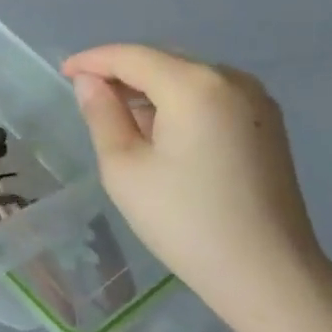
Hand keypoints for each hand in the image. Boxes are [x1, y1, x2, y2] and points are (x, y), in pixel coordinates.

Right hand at [63, 44, 329, 322]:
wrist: (268, 274)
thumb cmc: (185, 221)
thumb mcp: (124, 167)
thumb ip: (102, 114)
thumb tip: (89, 83)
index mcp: (194, 85)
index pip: (131, 56)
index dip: (92, 61)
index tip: (63, 73)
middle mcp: (231, 79)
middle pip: (162, 61)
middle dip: (121, 73)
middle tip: (87, 97)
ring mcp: (255, 100)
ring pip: (186, 76)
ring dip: (149, 88)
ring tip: (119, 116)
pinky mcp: (266, 123)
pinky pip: (209, 95)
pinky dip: (177, 101)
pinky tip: (159, 130)